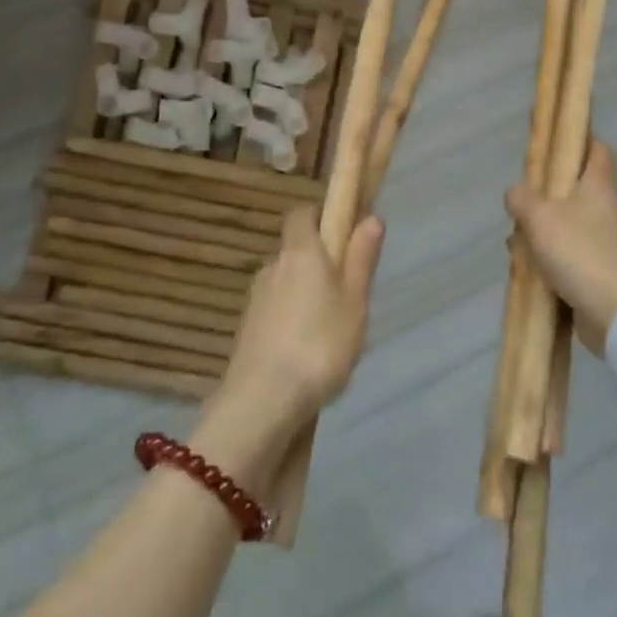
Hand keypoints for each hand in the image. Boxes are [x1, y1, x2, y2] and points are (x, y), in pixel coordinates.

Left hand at [217, 206, 384, 440]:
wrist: (262, 402)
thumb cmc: (319, 344)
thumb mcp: (354, 301)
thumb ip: (362, 259)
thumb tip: (370, 217)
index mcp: (300, 252)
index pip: (301, 214)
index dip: (320, 216)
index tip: (342, 233)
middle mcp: (273, 267)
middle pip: (295, 251)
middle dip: (318, 263)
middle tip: (347, 293)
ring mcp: (255, 300)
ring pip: (285, 284)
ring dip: (304, 296)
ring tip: (330, 331)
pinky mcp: (246, 331)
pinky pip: (275, 313)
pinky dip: (290, 322)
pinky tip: (306, 353)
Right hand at [505, 141, 616, 353]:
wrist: (615, 311)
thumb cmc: (579, 251)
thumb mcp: (539, 216)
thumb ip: (522, 198)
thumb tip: (515, 193)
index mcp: (598, 185)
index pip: (597, 149)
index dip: (578, 140)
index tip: (554, 142)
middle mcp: (605, 208)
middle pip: (575, 188)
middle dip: (545, 193)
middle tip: (522, 198)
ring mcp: (603, 241)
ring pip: (566, 223)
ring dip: (541, 229)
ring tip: (516, 240)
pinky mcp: (598, 270)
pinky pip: (567, 253)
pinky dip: (547, 257)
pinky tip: (525, 268)